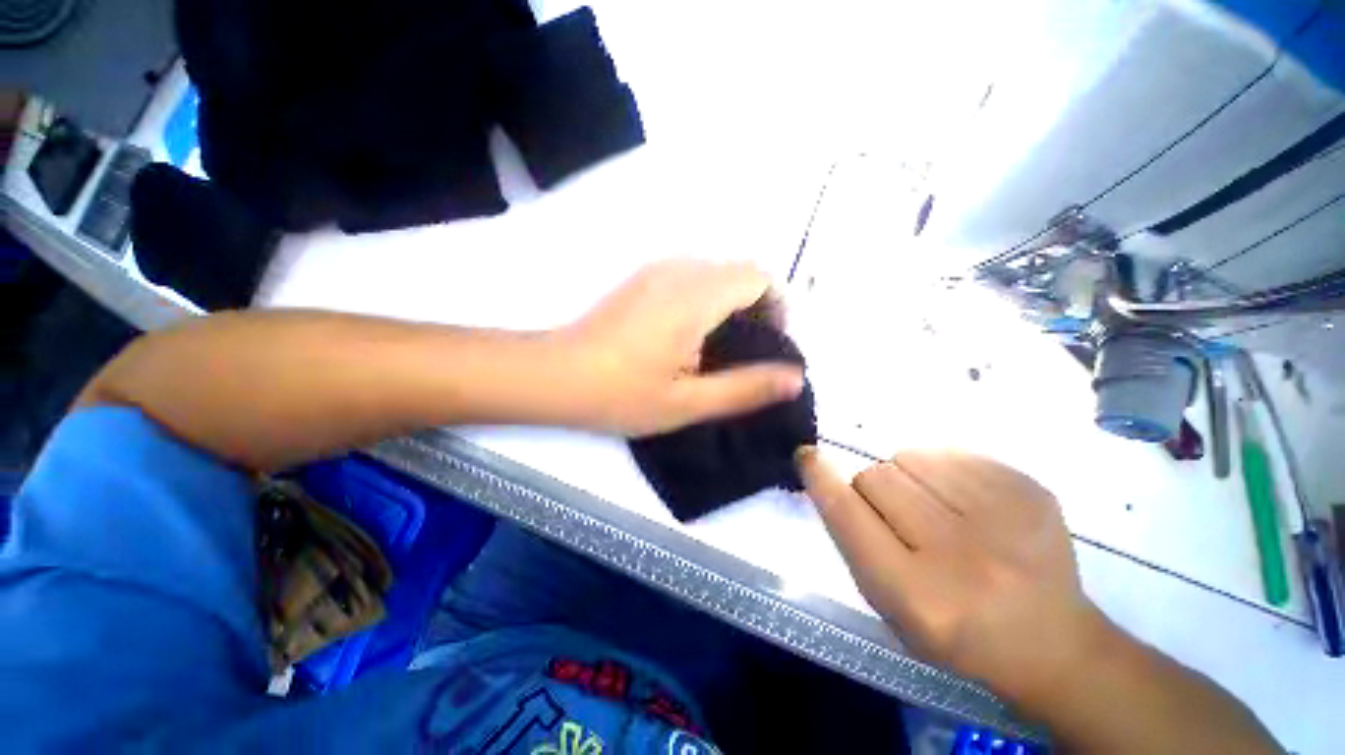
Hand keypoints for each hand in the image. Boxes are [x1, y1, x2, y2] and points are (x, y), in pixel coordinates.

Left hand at [555, 260, 804, 435]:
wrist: (555, 375)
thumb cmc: (621, 393)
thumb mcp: (689, 402)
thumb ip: (746, 388)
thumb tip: (795, 377)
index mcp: (696, 296)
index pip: (760, 277)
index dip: (777, 308)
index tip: (769, 344)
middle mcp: (679, 270)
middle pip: (740, 271)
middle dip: (757, 307)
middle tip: (747, 353)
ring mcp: (656, 269)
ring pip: (716, 272)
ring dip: (731, 303)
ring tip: (719, 348)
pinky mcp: (641, 278)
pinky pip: (691, 276)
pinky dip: (707, 299)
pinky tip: (689, 336)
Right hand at [797, 448, 1111, 707]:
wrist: (1051, 642)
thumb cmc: (954, 631)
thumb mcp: (887, 604)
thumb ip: (851, 539)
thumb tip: (825, 476)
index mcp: (918, 595)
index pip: (848, 512)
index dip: (820, 478)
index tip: (807, 455)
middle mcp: (961, 555)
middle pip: (876, 476)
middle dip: (872, 489)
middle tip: (898, 516)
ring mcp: (1004, 517)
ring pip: (909, 457)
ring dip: (905, 476)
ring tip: (934, 508)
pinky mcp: (1029, 489)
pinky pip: (949, 452)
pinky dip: (941, 470)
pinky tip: (965, 503)